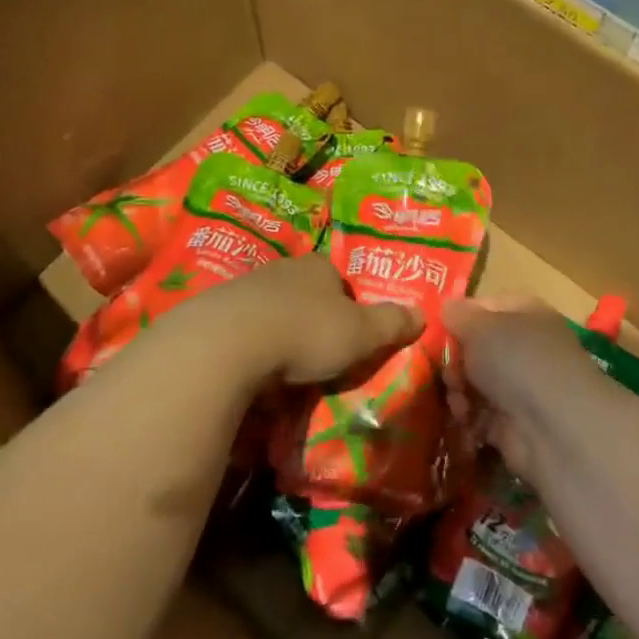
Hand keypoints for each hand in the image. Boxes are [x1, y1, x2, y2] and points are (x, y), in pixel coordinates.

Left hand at [172, 254, 422, 389]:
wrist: (228, 342)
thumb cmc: (306, 332)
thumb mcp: (361, 334)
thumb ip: (391, 323)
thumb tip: (423, 314)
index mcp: (319, 267)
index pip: (339, 279)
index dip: (348, 304)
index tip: (350, 333)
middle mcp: (282, 269)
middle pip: (304, 292)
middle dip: (312, 318)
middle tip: (318, 353)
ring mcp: (245, 288)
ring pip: (271, 308)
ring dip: (278, 331)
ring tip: (284, 368)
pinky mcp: (214, 312)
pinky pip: (241, 328)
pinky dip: (249, 345)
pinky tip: (252, 370)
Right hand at [446, 298, 620, 483]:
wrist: (553, 427)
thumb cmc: (517, 360)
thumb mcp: (479, 325)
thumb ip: (458, 314)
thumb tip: (447, 308)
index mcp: (525, 314)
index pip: (485, 307)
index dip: (460, 317)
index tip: (438, 329)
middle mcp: (526, 349)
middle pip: (476, 349)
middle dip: (455, 362)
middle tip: (449, 374)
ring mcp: (521, 388)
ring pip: (474, 384)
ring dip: (459, 393)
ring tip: (459, 403)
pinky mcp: (513, 426)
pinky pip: (479, 417)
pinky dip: (468, 421)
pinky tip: (465, 423)